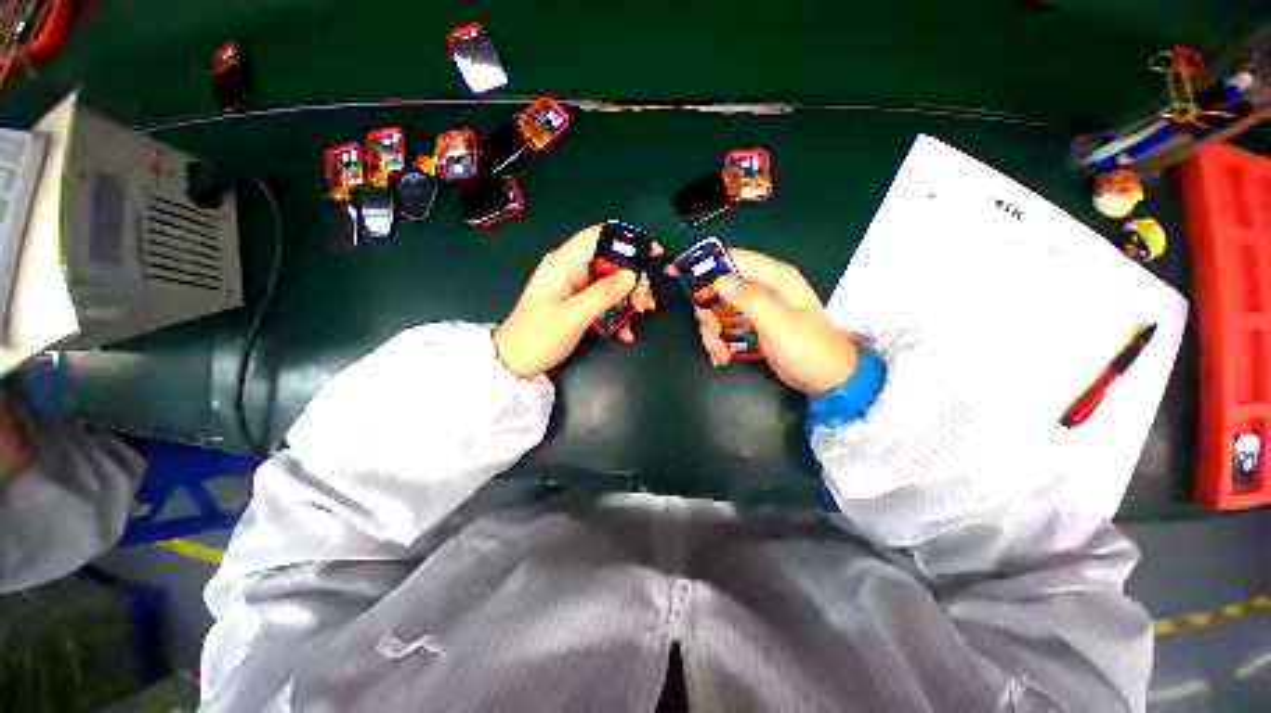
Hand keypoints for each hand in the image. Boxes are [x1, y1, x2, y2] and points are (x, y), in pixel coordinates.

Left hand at [495, 223, 662, 378]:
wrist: (516, 363)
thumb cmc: (539, 337)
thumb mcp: (574, 315)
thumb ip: (604, 293)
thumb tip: (633, 275)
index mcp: (564, 263)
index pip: (599, 236)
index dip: (627, 240)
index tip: (652, 254)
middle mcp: (571, 269)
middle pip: (611, 260)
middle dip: (633, 278)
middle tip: (645, 302)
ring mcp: (576, 287)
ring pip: (612, 281)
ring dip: (630, 296)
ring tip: (641, 313)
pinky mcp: (580, 303)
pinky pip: (606, 300)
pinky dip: (618, 312)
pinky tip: (625, 332)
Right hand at [678, 250, 856, 395]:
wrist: (829, 380)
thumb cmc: (806, 349)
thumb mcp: (777, 323)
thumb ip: (749, 298)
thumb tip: (719, 281)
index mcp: (775, 278)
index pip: (734, 258)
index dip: (705, 263)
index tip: (676, 273)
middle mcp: (764, 288)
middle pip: (720, 287)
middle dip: (708, 311)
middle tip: (713, 332)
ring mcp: (757, 308)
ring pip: (719, 309)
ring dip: (712, 332)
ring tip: (719, 353)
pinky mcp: (753, 326)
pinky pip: (726, 326)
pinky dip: (719, 341)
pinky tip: (722, 356)